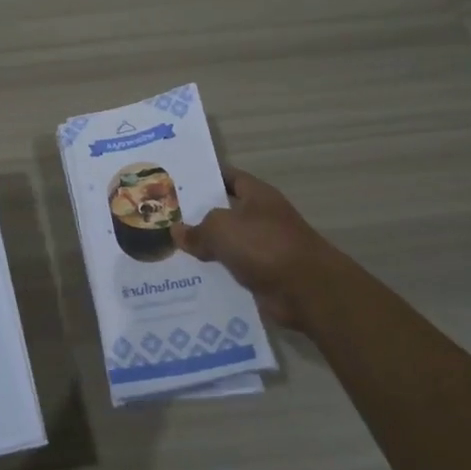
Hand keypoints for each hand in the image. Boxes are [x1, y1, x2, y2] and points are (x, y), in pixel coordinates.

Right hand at [171, 169, 329, 329]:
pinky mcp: (263, 276)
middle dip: (198, 217)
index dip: (206, 178)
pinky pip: (232, 271)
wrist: (306, 291)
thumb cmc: (264, 245)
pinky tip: (188, 277)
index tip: (178, 181)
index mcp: (258, 196)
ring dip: (204, 249)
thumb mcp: (221, 228)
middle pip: (225, 213)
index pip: (230, 178)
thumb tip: (178, 232)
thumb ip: (197, 229)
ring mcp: (265, 249)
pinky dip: (215, 274)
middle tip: (164, 218)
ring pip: (227, 245)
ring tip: (169, 249)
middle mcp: (263, 219)